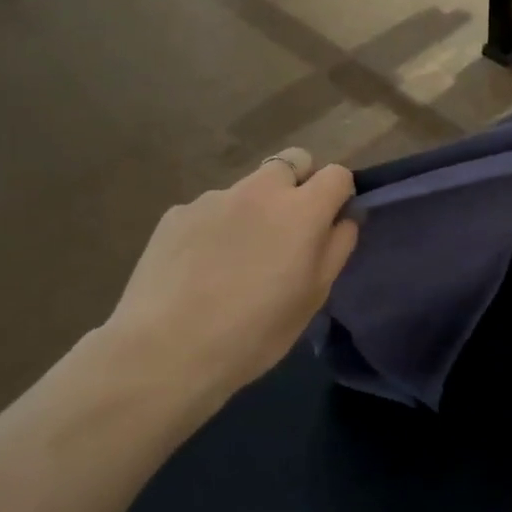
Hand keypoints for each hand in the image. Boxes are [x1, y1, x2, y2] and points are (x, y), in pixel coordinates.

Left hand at [100, 148, 359, 409]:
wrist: (166, 349)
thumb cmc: (255, 332)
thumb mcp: (313, 297)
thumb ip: (336, 248)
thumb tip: (345, 218)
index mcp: (300, 211)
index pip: (336, 174)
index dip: (339, 195)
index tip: (331, 222)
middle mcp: (258, 191)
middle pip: (291, 161)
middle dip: (299, 184)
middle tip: (289, 230)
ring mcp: (213, 198)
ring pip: (248, 188)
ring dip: (255, 208)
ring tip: (237, 258)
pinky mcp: (177, 213)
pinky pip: (210, 209)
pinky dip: (216, 227)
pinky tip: (201, 268)